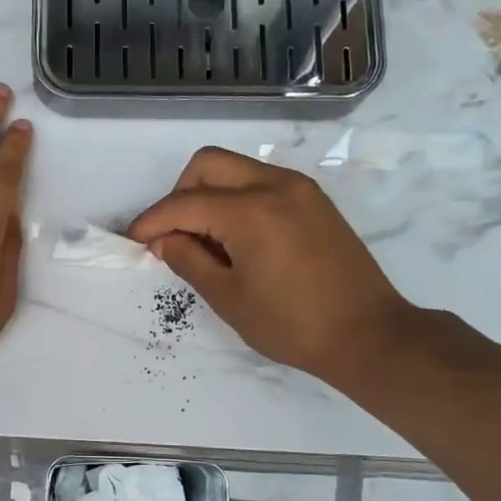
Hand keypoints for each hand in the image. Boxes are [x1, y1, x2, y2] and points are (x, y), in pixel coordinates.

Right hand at [127, 147, 412, 387]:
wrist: (368, 335)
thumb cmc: (292, 325)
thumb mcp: (228, 298)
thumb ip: (188, 260)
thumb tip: (164, 239)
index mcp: (251, 211)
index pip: (183, 203)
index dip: (151, 221)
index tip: (132, 242)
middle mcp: (275, 185)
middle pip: (207, 165)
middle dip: (178, 195)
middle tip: (173, 237)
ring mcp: (299, 189)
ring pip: (235, 169)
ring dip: (208, 195)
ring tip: (205, 243)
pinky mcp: (314, 201)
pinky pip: (261, 183)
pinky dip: (236, 200)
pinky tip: (236, 240)